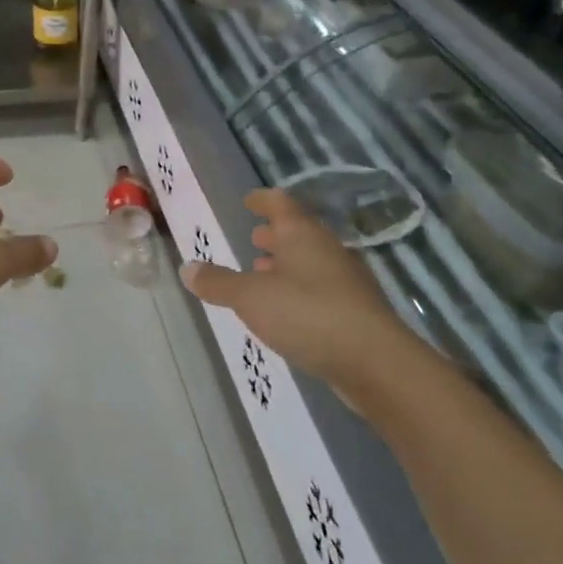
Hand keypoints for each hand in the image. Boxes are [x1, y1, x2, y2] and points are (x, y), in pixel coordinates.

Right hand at [180, 188, 400, 387]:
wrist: (375, 363)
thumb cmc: (307, 314)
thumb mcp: (250, 297)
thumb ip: (219, 282)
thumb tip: (187, 268)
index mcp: (303, 235)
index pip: (280, 204)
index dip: (262, 200)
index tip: (248, 201)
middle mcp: (327, 250)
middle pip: (299, 232)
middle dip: (275, 234)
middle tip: (254, 238)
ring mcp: (346, 281)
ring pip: (311, 261)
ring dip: (287, 264)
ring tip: (264, 272)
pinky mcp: (356, 312)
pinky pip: (321, 288)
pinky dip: (300, 289)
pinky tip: (287, 309)